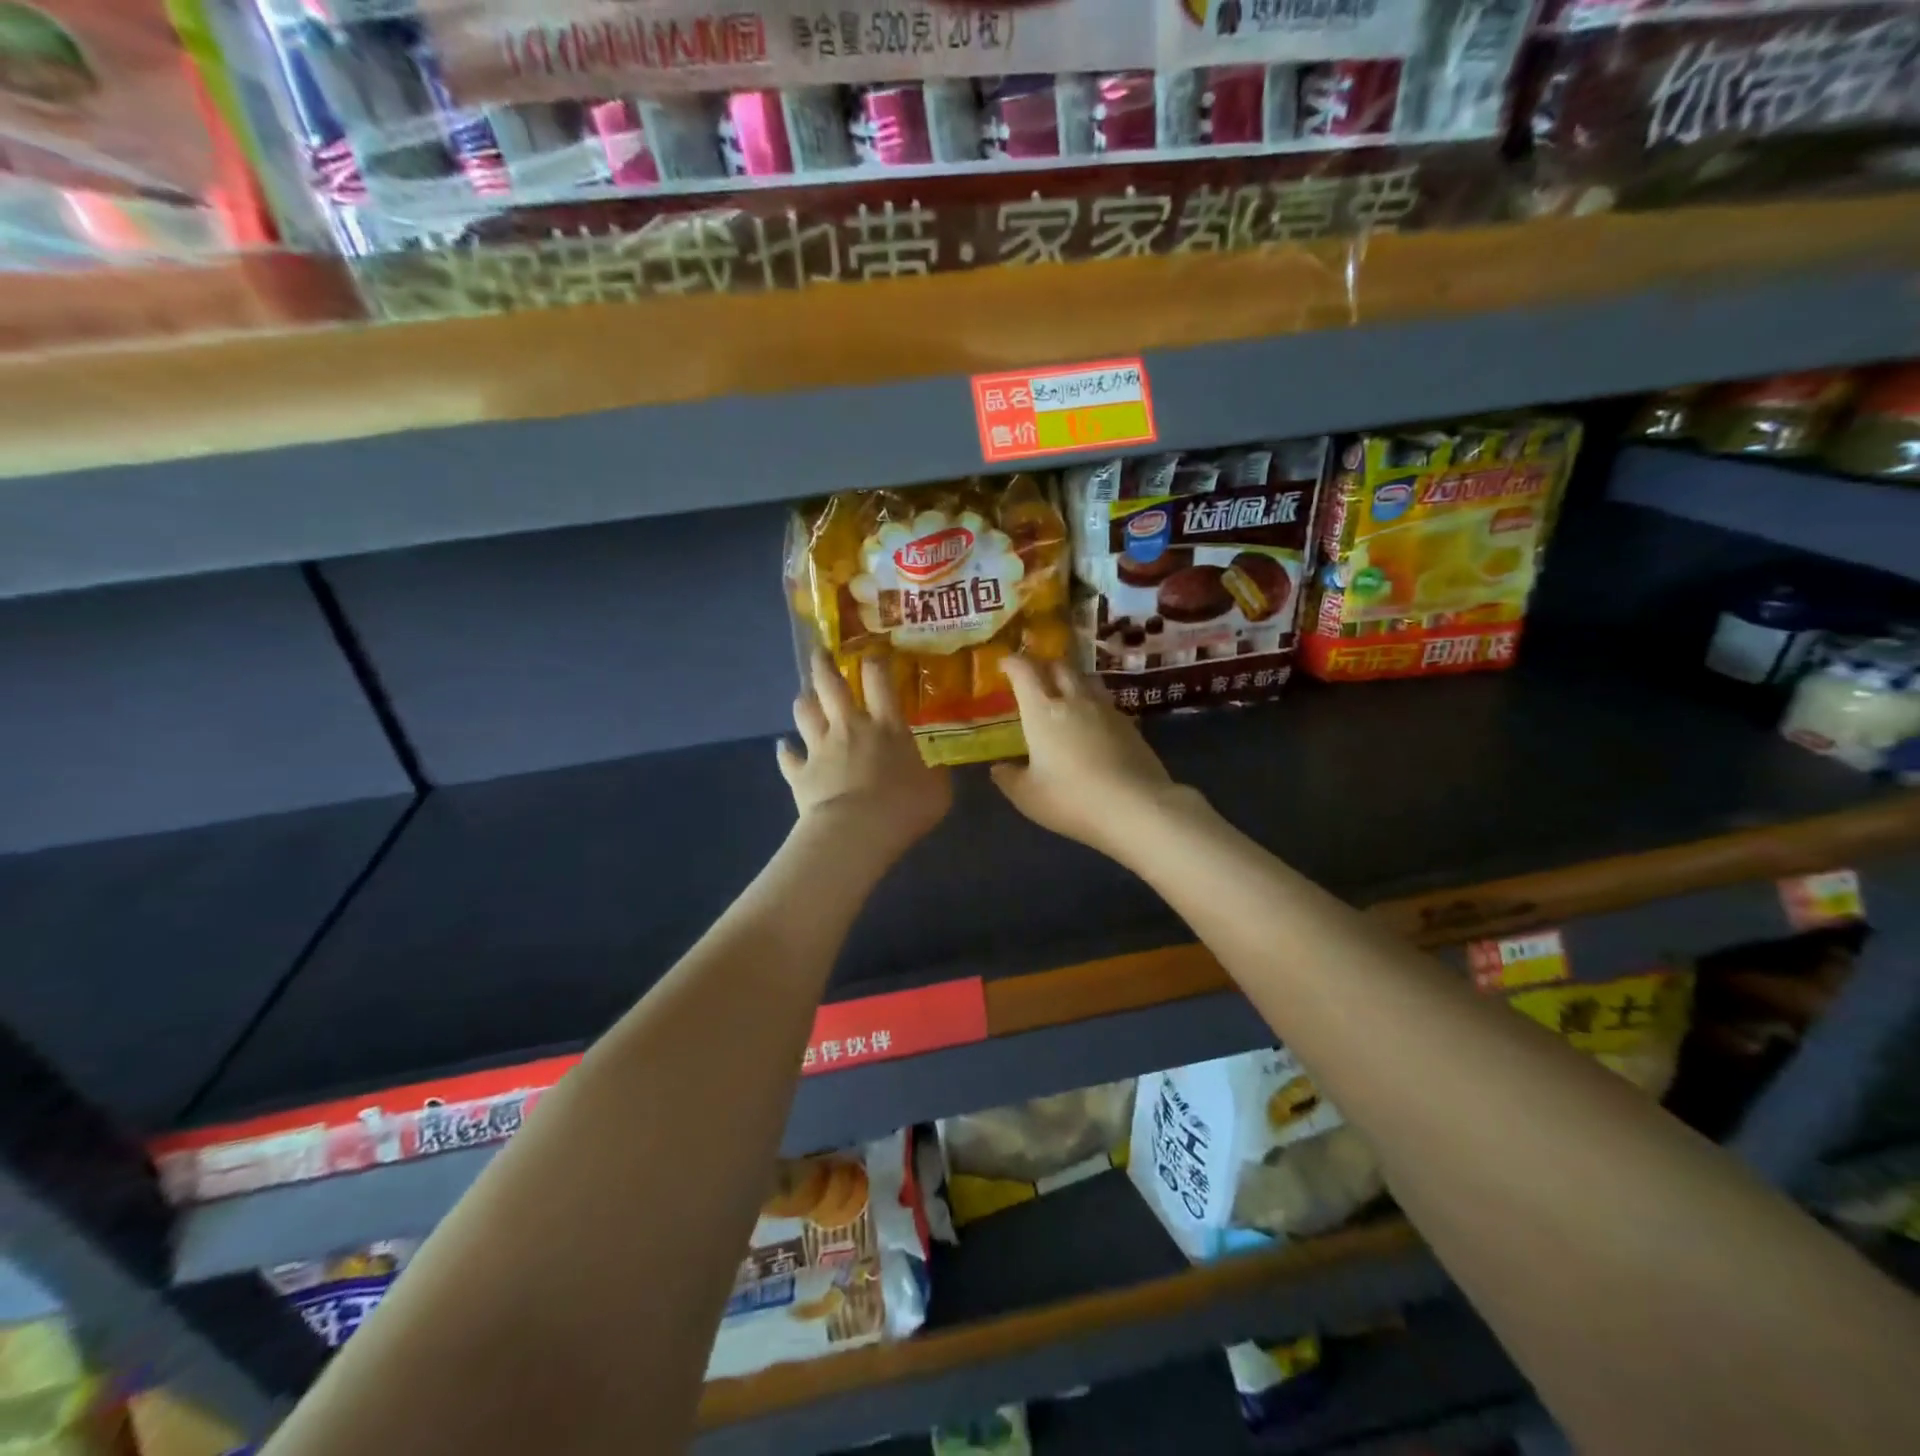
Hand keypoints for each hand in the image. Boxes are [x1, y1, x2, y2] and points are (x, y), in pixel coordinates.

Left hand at [778, 650, 951, 864]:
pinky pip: (787, 757)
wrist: (856, 832)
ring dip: (804, 702)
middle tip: (820, 652)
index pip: (879, 679)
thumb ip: (936, 775)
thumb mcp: (937, 791)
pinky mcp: (800, 773)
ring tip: (805, 697)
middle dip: (824, 664)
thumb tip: (938, 769)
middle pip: (830, 685)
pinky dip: (785, 751)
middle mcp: (850, 727)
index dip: (875, 661)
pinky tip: (782, 748)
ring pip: (804, 712)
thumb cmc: (903, 807)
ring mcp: (820, 748)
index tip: (872, 652)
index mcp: (886, 725)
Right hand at [990, 657, 1189, 858]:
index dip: (1012, 662)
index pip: (1025, 672)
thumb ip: (1009, 778)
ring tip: (1065, 693)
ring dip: (1072, 679)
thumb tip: (998, 767)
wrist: (1135, 806)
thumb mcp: (1028, 796)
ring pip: (1086, 679)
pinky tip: (1092, 722)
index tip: (1005, 663)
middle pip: (1059, 666)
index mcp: (1042, 711)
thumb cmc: (1071, 799)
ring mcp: (1106, 709)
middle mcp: (1074, 700)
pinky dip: (1093, 703)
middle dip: (1043, 665)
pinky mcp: (1129, 724)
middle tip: (1034, 676)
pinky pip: (1105, 702)